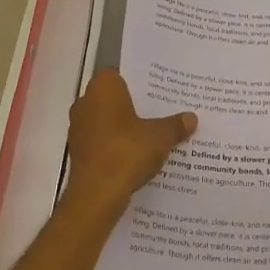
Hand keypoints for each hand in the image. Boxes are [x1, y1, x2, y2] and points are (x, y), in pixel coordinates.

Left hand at [64, 69, 195, 218]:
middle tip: (161, 111)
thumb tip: (191, 118)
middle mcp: (85, 102)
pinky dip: (116, 145)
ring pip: (107, 120)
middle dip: (134, 105)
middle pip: (114, 98)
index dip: (139, 81)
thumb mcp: (160, 137)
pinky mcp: (78, 151)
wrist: (96, 195)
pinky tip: (137, 155)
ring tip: (152, 134)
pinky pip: (102, 140)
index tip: (158, 90)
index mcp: (103, 88)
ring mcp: (79, 128)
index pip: (120, 74)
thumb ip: (175, 125)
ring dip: (124, 127)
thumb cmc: (126, 152)